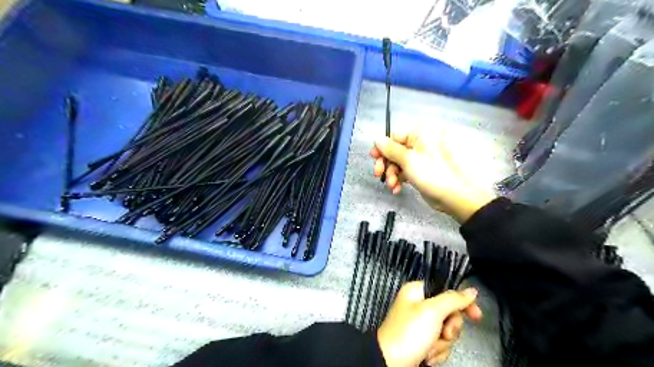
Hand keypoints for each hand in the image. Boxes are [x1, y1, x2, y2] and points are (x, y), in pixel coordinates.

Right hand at [370, 132, 492, 222]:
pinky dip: (399, 179)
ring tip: (392, 185)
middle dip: (386, 164)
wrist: (455, 196)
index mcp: (419, 134)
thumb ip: (390, 149)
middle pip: (394, 150)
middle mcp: (419, 143)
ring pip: (397, 163)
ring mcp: (420, 158)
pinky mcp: (420, 171)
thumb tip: (377, 139)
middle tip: (379, 174)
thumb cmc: (433, 173)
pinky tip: (397, 188)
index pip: (393, 136)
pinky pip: (404, 171)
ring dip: (391, 174)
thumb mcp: (408, 160)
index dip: (382, 148)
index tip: (373, 158)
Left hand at [378, 282, 478, 364]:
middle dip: (449, 328)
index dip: (463, 302)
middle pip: (450, 313)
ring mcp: (421, 325)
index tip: (475, 315)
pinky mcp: (422, 342)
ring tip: (429, 347)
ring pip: (447, 331)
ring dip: (442, 343)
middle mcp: (419, 306)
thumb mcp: (432, 312)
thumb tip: (470, 291)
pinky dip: (437, 352)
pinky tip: (427, 355)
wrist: (392, 363)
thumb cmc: (406, 334)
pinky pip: (441, 344)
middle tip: (442, 333)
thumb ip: (453, 299)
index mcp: (417, 291)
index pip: (447, 290)